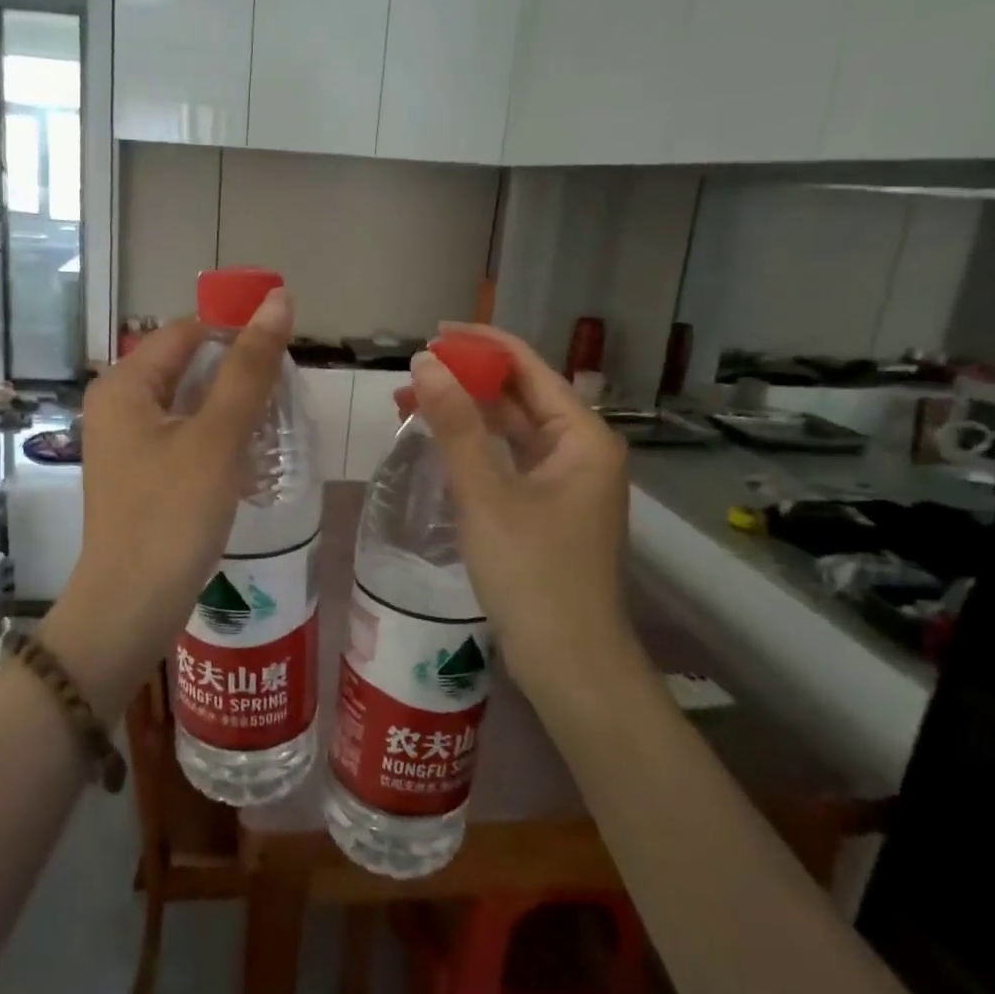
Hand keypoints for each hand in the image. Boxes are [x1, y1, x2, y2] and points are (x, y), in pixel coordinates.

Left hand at [41, 294, 292, 713]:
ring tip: (275, 432)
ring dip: (233, 413)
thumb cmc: (171, 515)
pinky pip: (185, 440)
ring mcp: (126, 444)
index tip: (285, 361)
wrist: (131, 607)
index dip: (237, 335)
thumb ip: (249, 368)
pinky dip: (218, 443)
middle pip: (188, 367)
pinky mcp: (141, 476)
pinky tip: (250, 463)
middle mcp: (118, 405)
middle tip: (284, 403)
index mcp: (125, 384)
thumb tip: (279, 299)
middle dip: (239, 379)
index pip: (188, 331)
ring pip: (190, 406)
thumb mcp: (217, 437)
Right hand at [407, 323, 643, 696]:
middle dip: (468, 380)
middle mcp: (580, 450)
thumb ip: (455, 425)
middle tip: (413, 373)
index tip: (433, 332)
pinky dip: (476, 448)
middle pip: (521, 396)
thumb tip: (425, 362)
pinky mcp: (548, 508)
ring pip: (512, 430)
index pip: (529, 367)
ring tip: (413, 403)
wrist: (568, 661)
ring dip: (468, 415)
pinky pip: (510, 461)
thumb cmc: (532, 573)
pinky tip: (440, 444)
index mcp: (581, 436)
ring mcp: (566, 481)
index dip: (482, 344)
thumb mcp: (486, 494)